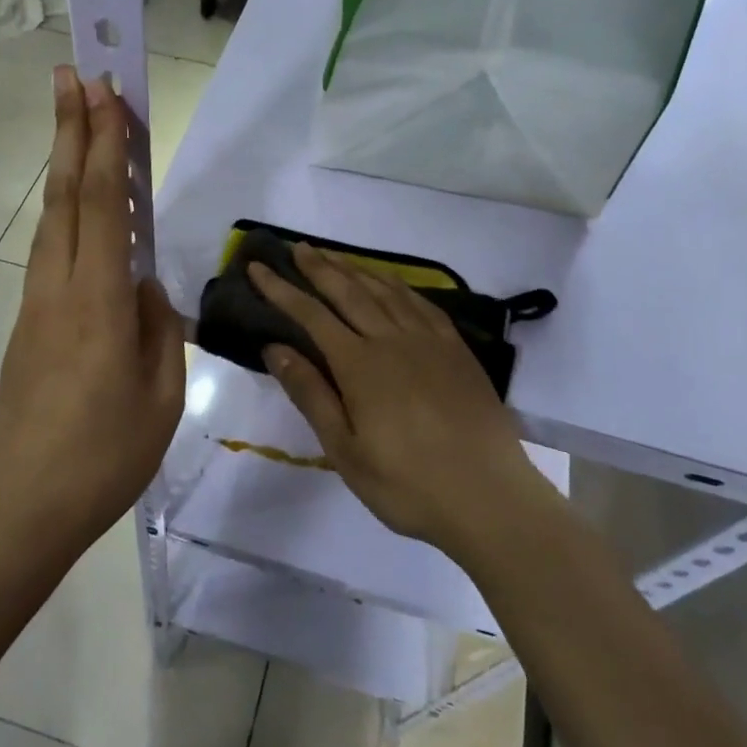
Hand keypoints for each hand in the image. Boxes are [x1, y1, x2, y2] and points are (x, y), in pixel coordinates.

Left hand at [0, 67, 184, 558]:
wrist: (19, 510)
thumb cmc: (102, 460)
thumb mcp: (159, 398)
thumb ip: (157, 331)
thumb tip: (145, 288)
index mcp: (97, 303)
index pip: (103, 205)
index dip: (103, 144)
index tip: (102, 92)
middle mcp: (59, 289)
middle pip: (65, 195)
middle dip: (71, 131)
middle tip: (74, 76)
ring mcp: (36, 307)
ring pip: (51, 220)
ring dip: (65, 166)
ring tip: (78, 126)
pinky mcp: (28, 327)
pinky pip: (50, 253)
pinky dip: (66, 213)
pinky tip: (80, 212)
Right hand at [250, 245, 551, 558]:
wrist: (489, 498)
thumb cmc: (407, 484)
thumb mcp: (345, 450)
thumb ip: (311, 394)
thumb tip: (275, 347)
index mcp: (360, 365)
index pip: (311, 315)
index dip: (282, 290)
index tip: (258, 268)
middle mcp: (393, 340)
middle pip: (348, 292)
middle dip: (318, 267)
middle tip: (297, 247)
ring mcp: (430, 341)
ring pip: (385, 291)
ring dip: (355, 269)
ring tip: (334, 256)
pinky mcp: (457, 350)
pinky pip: (421, 303)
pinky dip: (398, 285)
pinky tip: (390, 283)